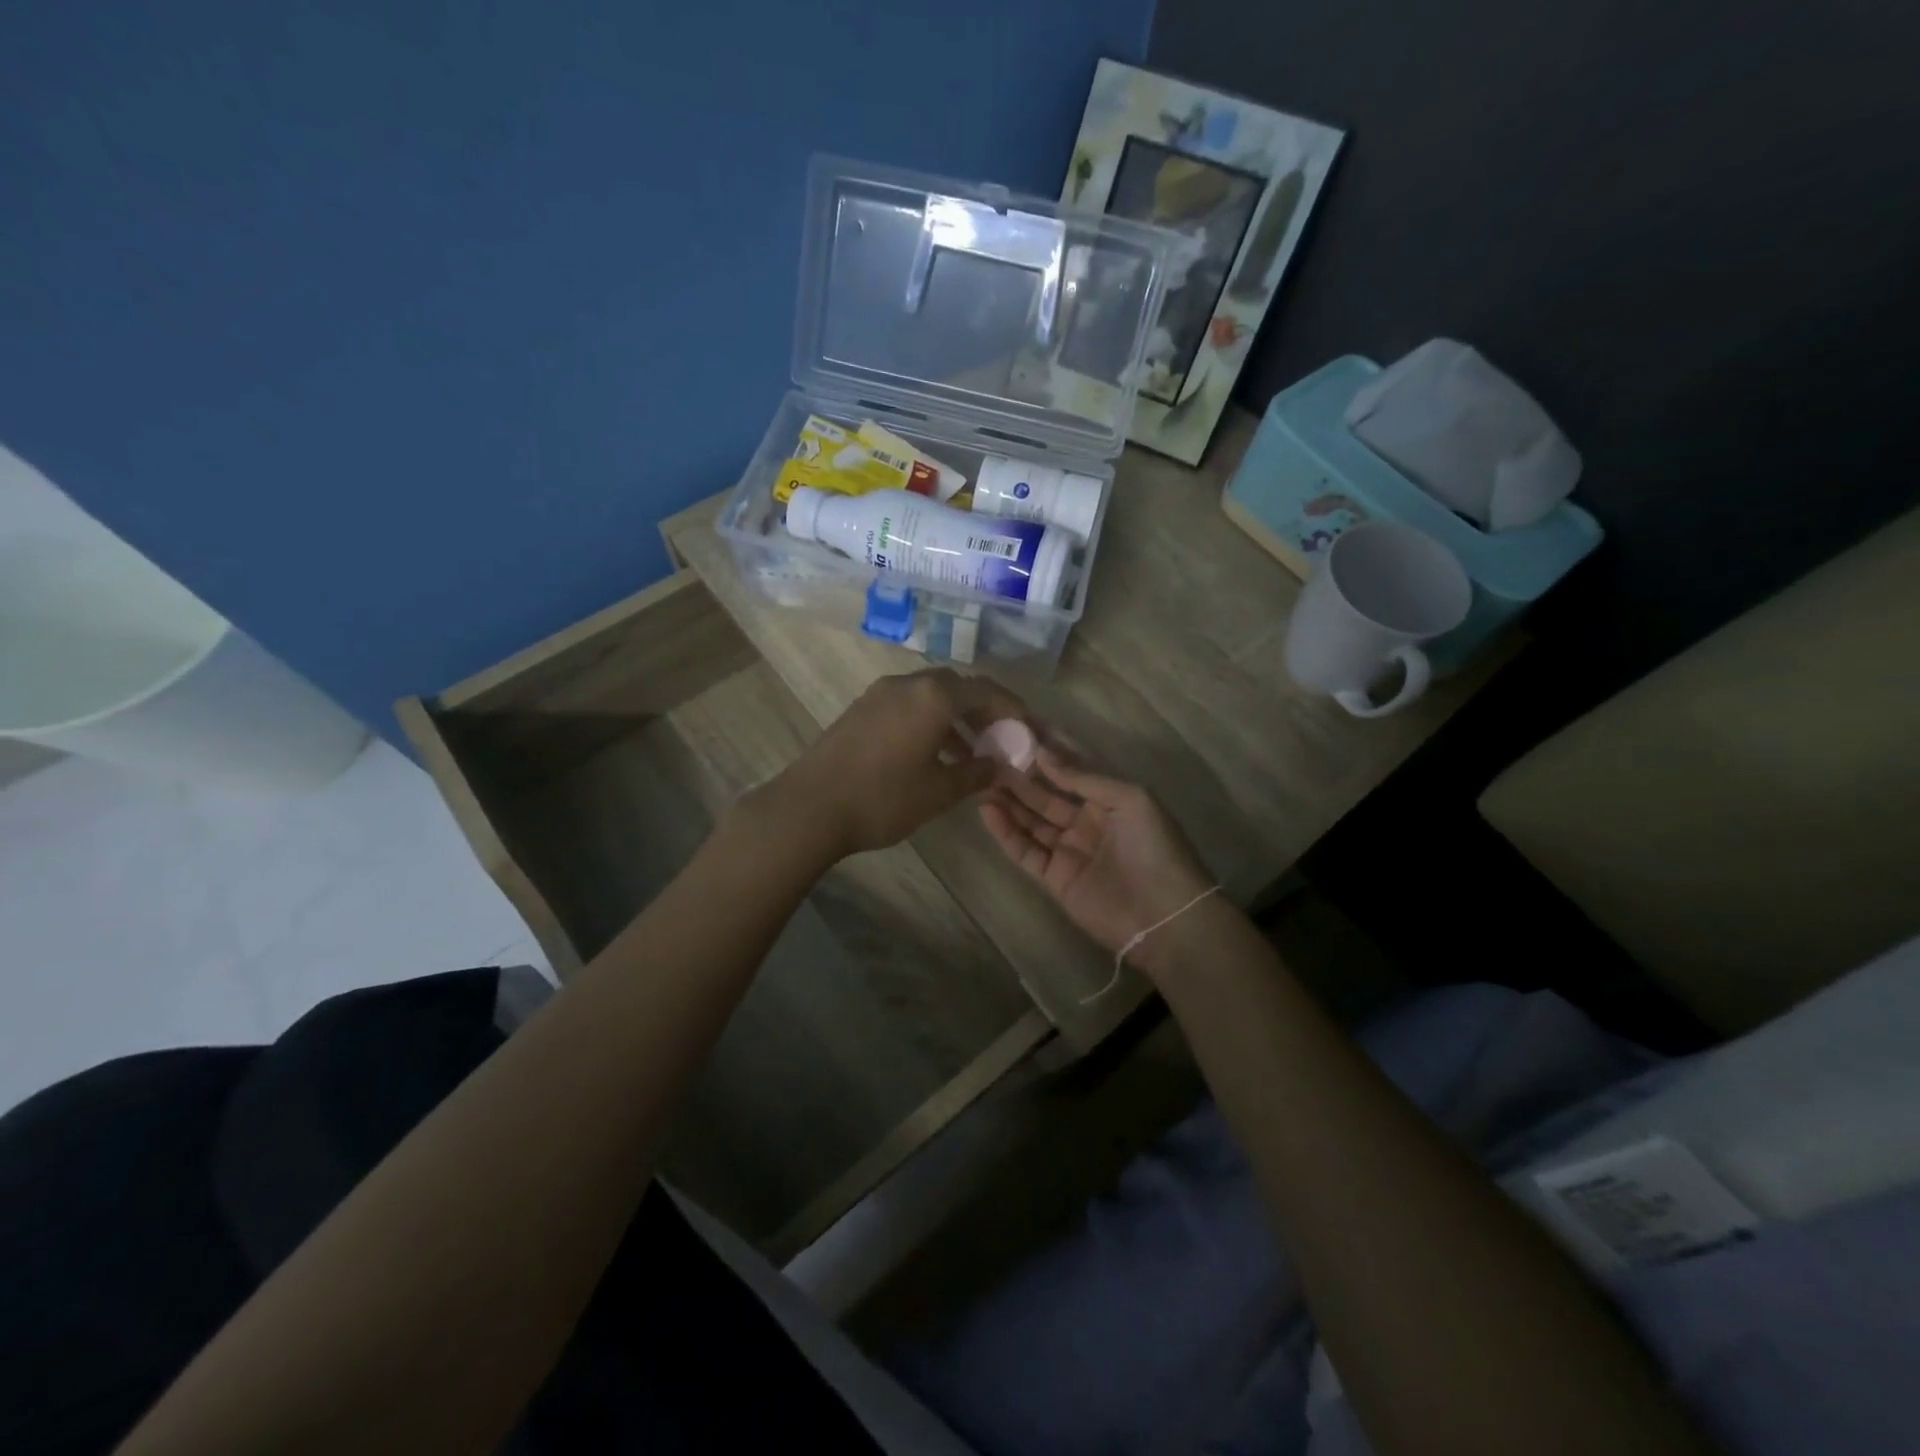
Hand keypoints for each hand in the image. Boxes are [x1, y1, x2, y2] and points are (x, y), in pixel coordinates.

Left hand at [750, 668, 1025, 860]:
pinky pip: (907, 705)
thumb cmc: (883, 798)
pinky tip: (933, 754)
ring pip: (930, 696)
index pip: (986, 690)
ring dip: (954, 718)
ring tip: (970, 754)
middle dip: (983, 710)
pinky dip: (929, 722)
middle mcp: (908, 684)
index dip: (1012, 707)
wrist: (810, 807)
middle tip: (999, 738)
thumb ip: (976, 773)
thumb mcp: (939, 791)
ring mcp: (880, 694)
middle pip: (957, 687)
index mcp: (934, 696)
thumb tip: (1001, 766)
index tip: (1027, 727)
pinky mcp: (861, 709)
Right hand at [980, 746, 1214, 971]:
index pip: (1071, 769)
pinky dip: (1005, 832)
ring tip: (980, 779)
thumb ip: (1084, 777)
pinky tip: (987, 810)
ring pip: (1030, 820)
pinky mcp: (1054, 877)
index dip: (1046, 751)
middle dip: (1019, 776)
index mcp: (1108, 799)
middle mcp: (1085, 821)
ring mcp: (1068, 850)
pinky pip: (1024, 850)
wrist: (1165, 916)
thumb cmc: (1154, 847)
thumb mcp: (1129, 799)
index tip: (1016, 730)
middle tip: (989, 755)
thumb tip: (1043, 752)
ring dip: (1007, 801)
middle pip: (1045, 794)